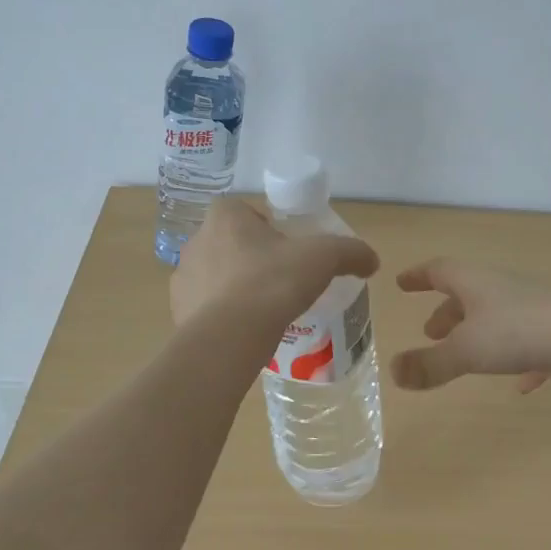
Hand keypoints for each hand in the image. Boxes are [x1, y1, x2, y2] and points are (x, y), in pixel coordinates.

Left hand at [172, 198, 378, 336]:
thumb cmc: (274, 282)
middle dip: (254, 259)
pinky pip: (205, 307)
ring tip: (266, 312)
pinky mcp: (178, 311)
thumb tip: (372, 260)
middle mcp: (197, 240)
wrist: (229, 337)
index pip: (249, 212)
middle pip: (233, 243)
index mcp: (225, 216)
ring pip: (217, 276)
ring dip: (236, 288)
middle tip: (283, 282)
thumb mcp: (324, 259)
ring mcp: (183, 277)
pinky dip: (223, 315)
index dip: (271, 229)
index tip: (291, 251)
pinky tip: (246, 331)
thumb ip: (351, 252)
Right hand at [390, 258, 550, 392]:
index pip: (441, 271)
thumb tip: (393, 372)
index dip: (419, 277)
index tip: (402, 283)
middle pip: (469, 293)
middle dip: (447, 311)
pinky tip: (520, 386)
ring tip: (464, 355)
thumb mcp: (466, 350)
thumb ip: (429, 364)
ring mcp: (534, 308)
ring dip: (477, 332)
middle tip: (430, 331)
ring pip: (498, 316)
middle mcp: (504, 289)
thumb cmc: (519, 333)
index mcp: (477, 283)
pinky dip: (517, 359)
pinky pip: (530, 344)